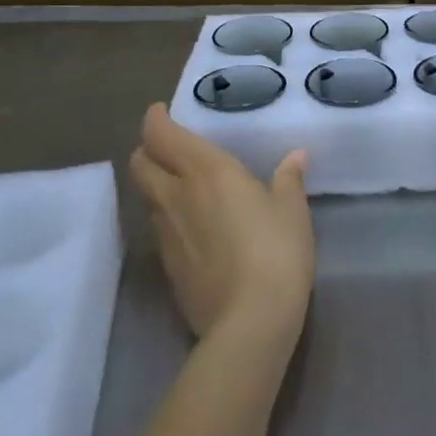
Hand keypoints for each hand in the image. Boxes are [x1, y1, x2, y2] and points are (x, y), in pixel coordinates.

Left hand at [129, 104, 314, 340]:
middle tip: (170, 147)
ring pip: (147, 196)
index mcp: (206, 171)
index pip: (161, 135)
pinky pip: (159, 227)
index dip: (155, 120)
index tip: (162, 112)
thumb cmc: (276, 252)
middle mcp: (176, 196)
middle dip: (148, 149)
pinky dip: (168, 216)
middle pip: (140, 163)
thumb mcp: (293, 211)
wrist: (248, 323)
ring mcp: (166, 233)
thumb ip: (288, 179)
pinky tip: (194, 226)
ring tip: (184, 185)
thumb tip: (295, 157)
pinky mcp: (166, 267)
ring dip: (157, 183)